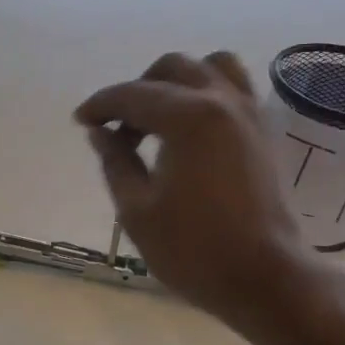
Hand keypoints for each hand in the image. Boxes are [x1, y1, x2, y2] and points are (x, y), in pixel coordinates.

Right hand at [75, 53, 306, 329]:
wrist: (264, 277)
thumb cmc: (193, 249)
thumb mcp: (137, 211)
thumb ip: (115, 162)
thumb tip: (100, 132)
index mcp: (188, 118)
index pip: (133, 95)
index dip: (100, 105)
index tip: (81, 122)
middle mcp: (222, 102)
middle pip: (172, 68)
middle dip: (136, 90)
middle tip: (117, 129)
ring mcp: (249, 113)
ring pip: (211, 67)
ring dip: (176, 82)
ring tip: (157, 118)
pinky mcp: (263, 132)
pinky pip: (233, 89)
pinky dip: (205, 94)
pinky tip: (188, 130)